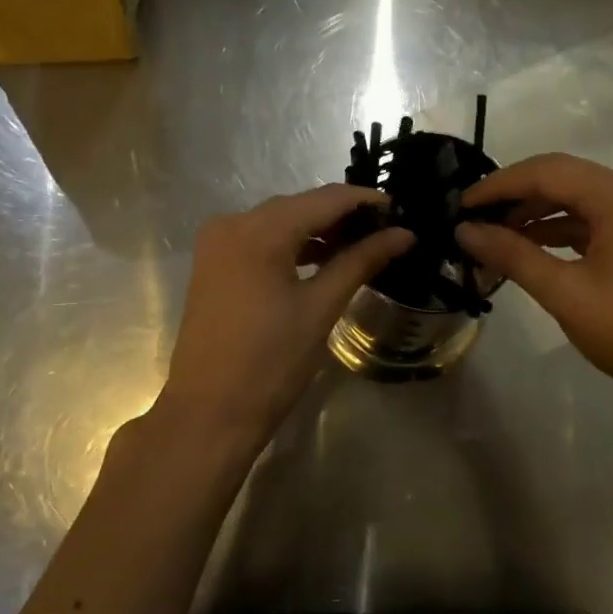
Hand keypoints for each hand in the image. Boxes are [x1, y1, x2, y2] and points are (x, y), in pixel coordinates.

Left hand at [154, 185, 411, 458]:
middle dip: (343, 216)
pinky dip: (292, 246)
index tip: (401, 211)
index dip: (365, 200)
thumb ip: (361, 261)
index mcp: (259, 230)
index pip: (324, 199)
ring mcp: (217, 243)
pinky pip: (260, 240)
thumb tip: (403, 234)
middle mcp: (232, 223)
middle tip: (386, 231)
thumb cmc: (270, 363)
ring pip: (279, 222)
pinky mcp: (213, 264)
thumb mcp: (320, 308)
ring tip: (362, 247)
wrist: (209, 414)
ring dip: (318, 231)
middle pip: (299, 206)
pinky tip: (322, 260)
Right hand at [456, 153, 612, 405]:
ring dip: (534, 212)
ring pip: (575, 197)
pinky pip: (590, 217)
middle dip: (514, 194)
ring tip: (494, 235)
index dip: (499, 184)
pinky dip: (557, 228)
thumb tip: (465, 230)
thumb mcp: (565, 292)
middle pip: (562, 176)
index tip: (461, 205)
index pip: (547, 172)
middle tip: (474, 217)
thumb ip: (512, 255)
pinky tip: (527, 246)